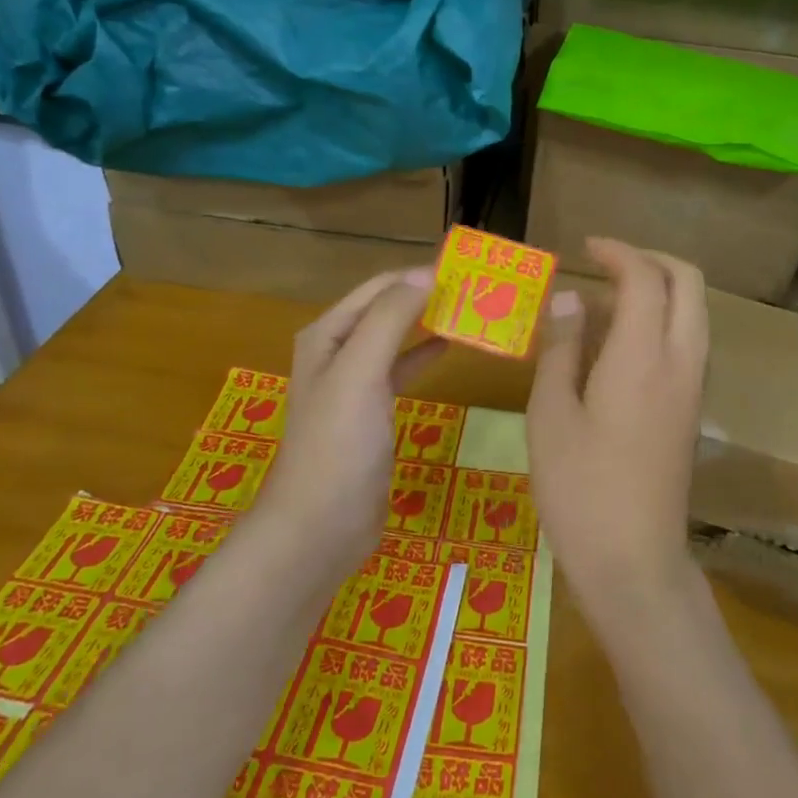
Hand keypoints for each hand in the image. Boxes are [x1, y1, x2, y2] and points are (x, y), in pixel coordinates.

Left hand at [254, 268, 445, 576]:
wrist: (320, 526)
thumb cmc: (338, 444)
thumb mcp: (360, 372)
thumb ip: (390, 319)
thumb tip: (427, 274)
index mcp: (328, 334)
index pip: (380, 286)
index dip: (420, 275)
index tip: (468, 271)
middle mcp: (337, 351)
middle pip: (387, 309)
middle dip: (427, 296)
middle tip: (477, 290)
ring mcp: (354, 383)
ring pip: (396, 338)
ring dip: (428, 322)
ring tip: (471, 312)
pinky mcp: (371, 413)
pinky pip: (400, 370)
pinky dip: (424, 355)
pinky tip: (448, 348)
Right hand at [527, 238, 708, 617]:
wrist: (634, 562)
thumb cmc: (580, 488)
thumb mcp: (551, 414)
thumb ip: (562, 348)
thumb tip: (571, 300)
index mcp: (643, 356)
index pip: (645, 277)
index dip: (617, 251)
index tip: (585, 247)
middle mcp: (681, 361)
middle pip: (688, 283)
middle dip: (651, 260)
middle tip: (606, 263)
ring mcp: (694, 387)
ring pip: (693, 312)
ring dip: (657, 291)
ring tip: (603, 306)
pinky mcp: (692, 410)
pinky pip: (687, 343)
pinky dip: (661, 323)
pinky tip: (616, 348)